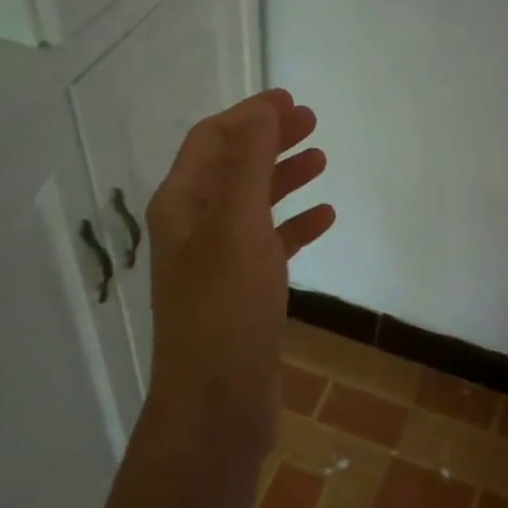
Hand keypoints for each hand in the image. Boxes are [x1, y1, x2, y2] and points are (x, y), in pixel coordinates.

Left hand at [145, 89, 334, 458]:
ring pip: (253, 203)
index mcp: (182, 205)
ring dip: (284, 178)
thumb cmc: (225, 308)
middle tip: (312, 124)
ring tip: (322, 161)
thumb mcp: (238, 226)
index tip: (291, 102)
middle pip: (233, 167)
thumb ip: (249, 164)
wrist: (217, 405)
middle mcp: (194, 227)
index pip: (211, 140)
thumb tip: (260, 109)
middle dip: (269, 141)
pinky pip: (269, 244)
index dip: (248, 115)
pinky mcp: (241, 292)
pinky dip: (294, 225)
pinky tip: (325, 218)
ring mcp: (217, 261)